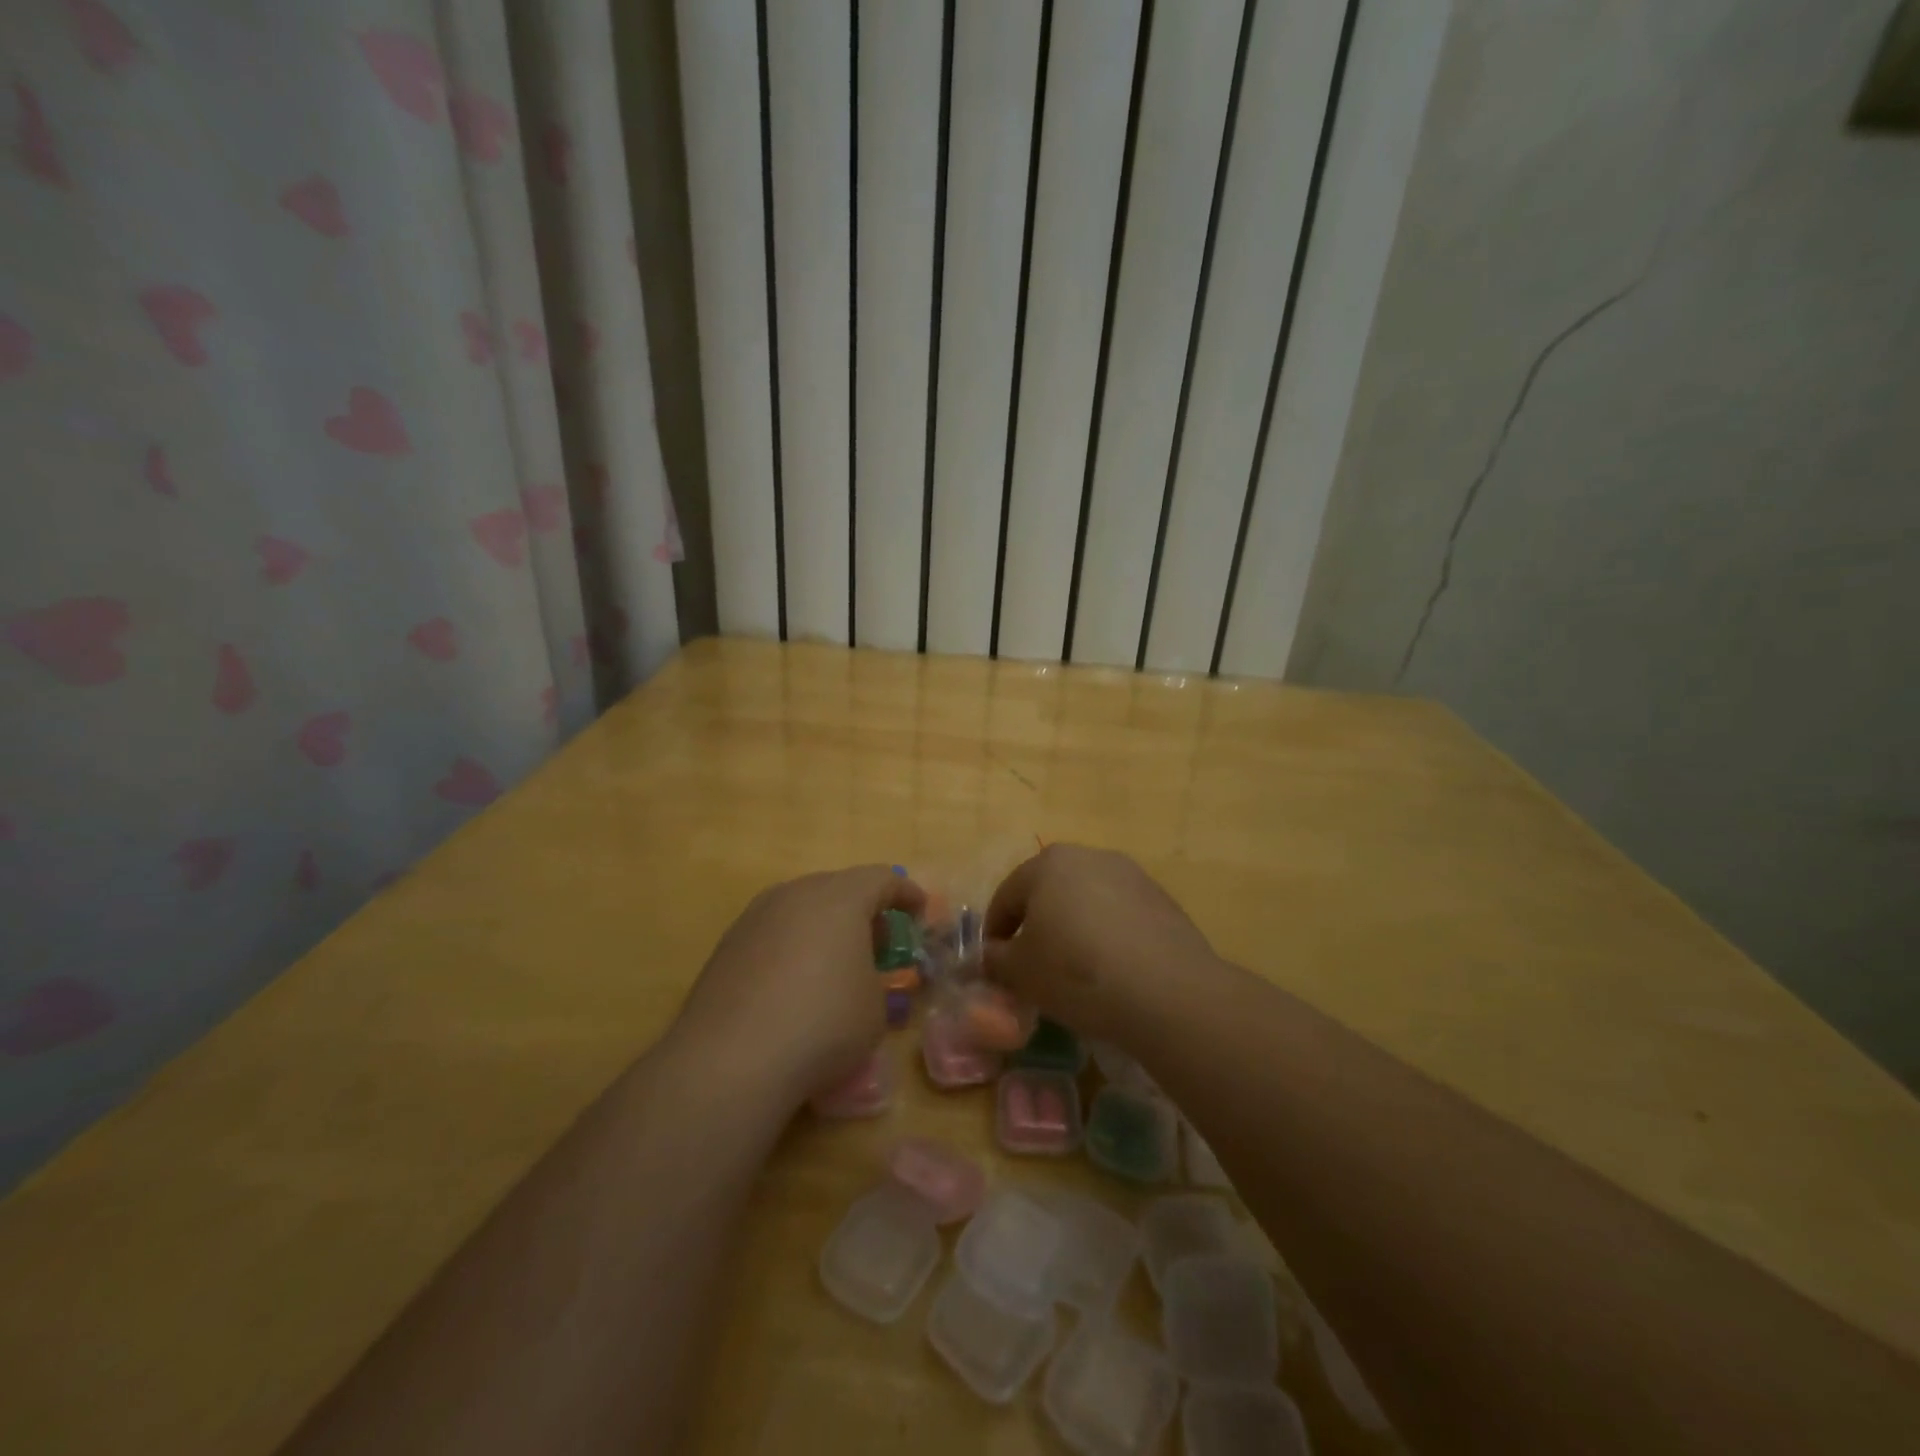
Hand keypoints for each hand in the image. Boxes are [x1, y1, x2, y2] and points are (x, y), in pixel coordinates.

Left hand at [673, 866, 924, 1107]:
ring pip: (802, 908)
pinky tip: (794, 985)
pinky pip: (773, 933)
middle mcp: (796, 893)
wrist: (731, 1059)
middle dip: (863, 909)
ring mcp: (756, 916)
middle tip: (879, 942)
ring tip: (835, 963)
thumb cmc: (823, 1024)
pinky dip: (793, 947)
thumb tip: (864, 978)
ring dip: (825, 927)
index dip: (907, 895)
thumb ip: (879, 981)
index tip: (920, 913)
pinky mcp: (727, 945)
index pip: (883, 879)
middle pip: (839, 888)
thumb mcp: (876, 1008)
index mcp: (840, 897)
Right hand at [983, 844, 1215, 1041]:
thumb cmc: (1077, 972)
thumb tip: (989, 955)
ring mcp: (1132, 875)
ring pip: (1087, 902)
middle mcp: (1090, 856)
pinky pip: (1120, 916)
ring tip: (1074, 971)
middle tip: (1032, 966)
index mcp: (1049, 863)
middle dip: (1036, 926)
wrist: (1167, 992)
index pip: (1007, 896)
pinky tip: (1111, 972)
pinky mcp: (1162, 900)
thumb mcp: (1021, 972)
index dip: (995, 932)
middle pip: (1049, 892)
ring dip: (1074, 929)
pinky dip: (1107, 937)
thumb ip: (995, 959)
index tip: (994, 964)